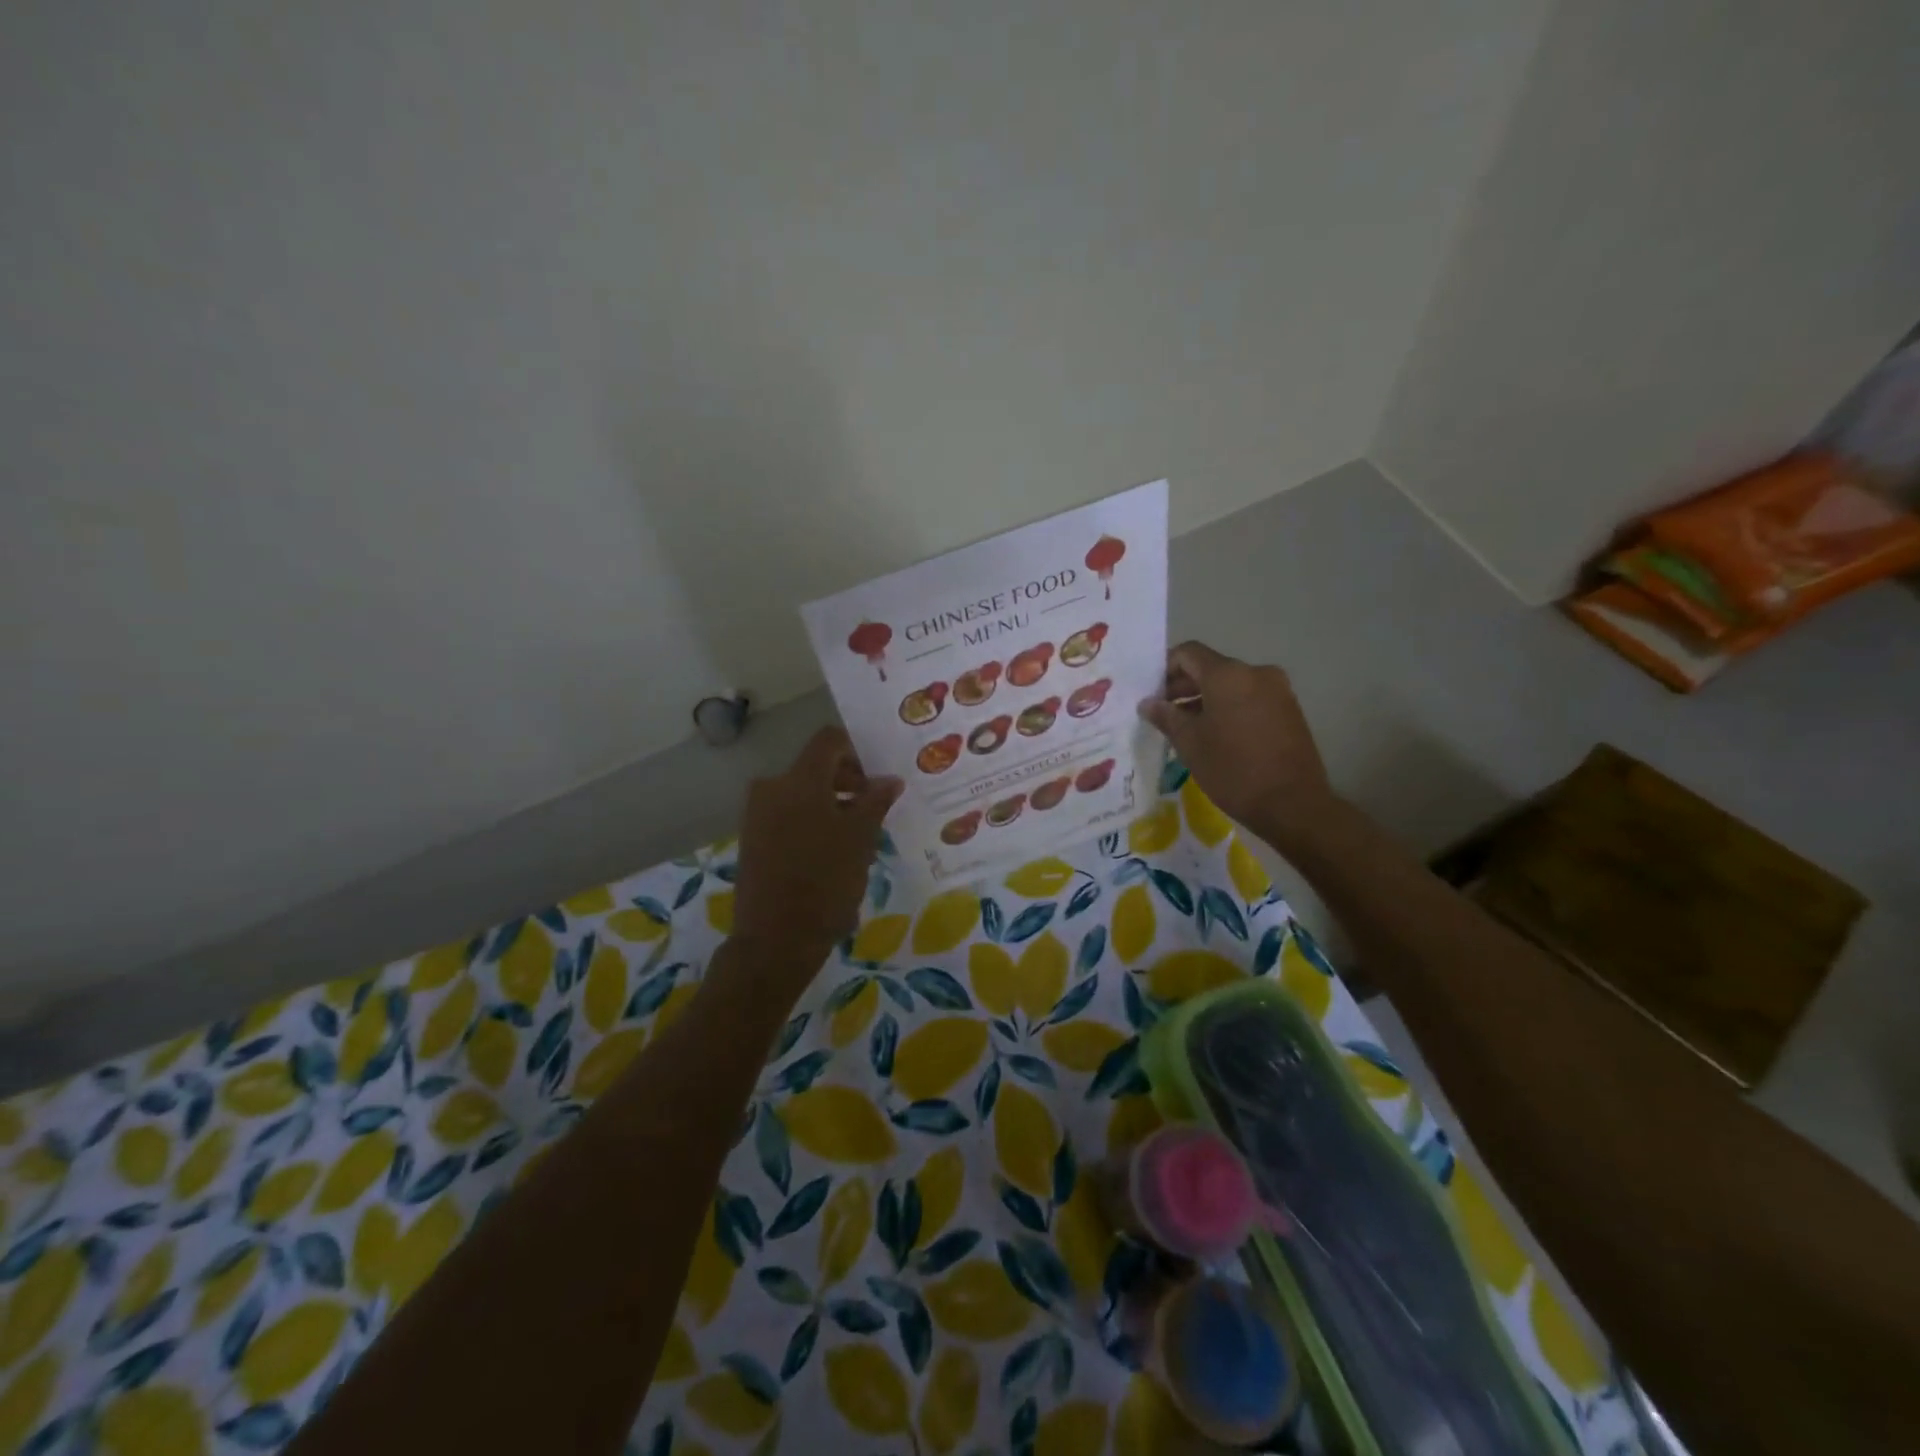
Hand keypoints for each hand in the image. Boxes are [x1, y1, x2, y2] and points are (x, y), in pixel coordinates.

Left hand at [733, 727, 902, 971]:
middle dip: (847, 783)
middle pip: (815, 767)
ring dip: (831, 805)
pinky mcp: (751, 839)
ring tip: (855, 838)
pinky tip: (830, 853)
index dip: (857, 753)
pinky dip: (811, 822)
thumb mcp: (861, 839)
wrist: (775, 939)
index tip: (877, 782)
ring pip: (802, 794)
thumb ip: (876, 801)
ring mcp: (756, 814)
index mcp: (798, 780)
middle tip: (873, 811)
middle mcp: (771, 787)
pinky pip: (787, 815)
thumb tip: (889, 779)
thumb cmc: (826, 883)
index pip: (830, 741)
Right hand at [1138, 642, 1335, 848]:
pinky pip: (1250, 698)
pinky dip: (1229, 708)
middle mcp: (1255, 673)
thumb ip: (1166, 716)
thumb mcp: (1190, 743)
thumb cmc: (1232, 770)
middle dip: (1184, 687)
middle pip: (1211, 668)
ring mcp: (1277, 690)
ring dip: (1206, 700)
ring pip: (1231, 685)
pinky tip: (1217, 736)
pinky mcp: (1289, 710)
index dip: (1165, 668)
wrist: (1292, 804)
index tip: (1152, 694)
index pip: (1188, 653)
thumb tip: (1148, 703)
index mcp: (1228, 675)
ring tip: (1188, 729)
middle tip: (1164, 714)